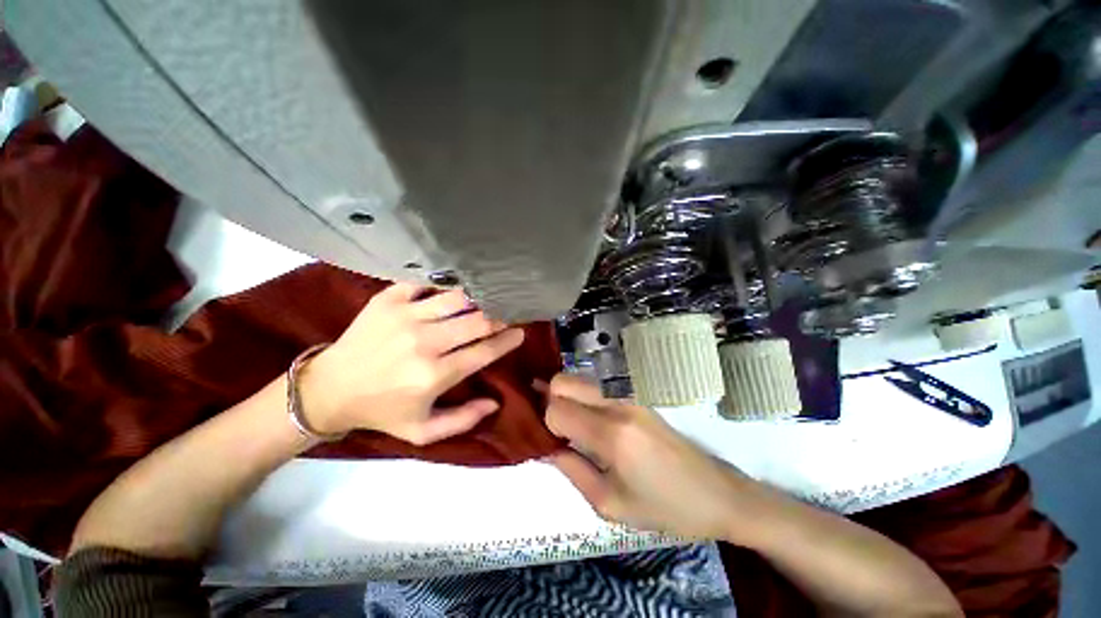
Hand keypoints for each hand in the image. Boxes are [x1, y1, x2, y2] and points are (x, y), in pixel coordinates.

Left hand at [300, 283, 524, 443]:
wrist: (329, 389)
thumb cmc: (382, 411)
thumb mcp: (422, 431)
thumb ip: (463, 420)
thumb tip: (494, 403)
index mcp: (434, 375)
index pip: (484, 352)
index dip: (508, 340)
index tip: (520, 332)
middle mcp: (424, 343)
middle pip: (477, 320)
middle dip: (500, 316)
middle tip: (508, 313)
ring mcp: (405, 317)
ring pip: (456, 298)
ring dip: (478, 298)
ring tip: (489, 297)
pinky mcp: (387, 300)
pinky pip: (425, 284)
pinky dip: (443, 286)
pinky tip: (452, 289)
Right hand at [544, 374, 765, 539]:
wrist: (718, 493)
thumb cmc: (666, 508)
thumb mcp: (611, 505)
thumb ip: (572, 471)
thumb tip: (547, 447)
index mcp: (611, 434)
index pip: (556, 409)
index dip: (546, 424)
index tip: (551, 442)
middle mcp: (617, 404)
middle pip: (564, 381)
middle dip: (550, 400)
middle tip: (556, 429)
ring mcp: (629, 395)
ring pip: (579, 380)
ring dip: (567, 398)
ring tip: (572, 427)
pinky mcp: (637, 396)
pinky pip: (597, 387)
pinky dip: (583, 398)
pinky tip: (591, 422)